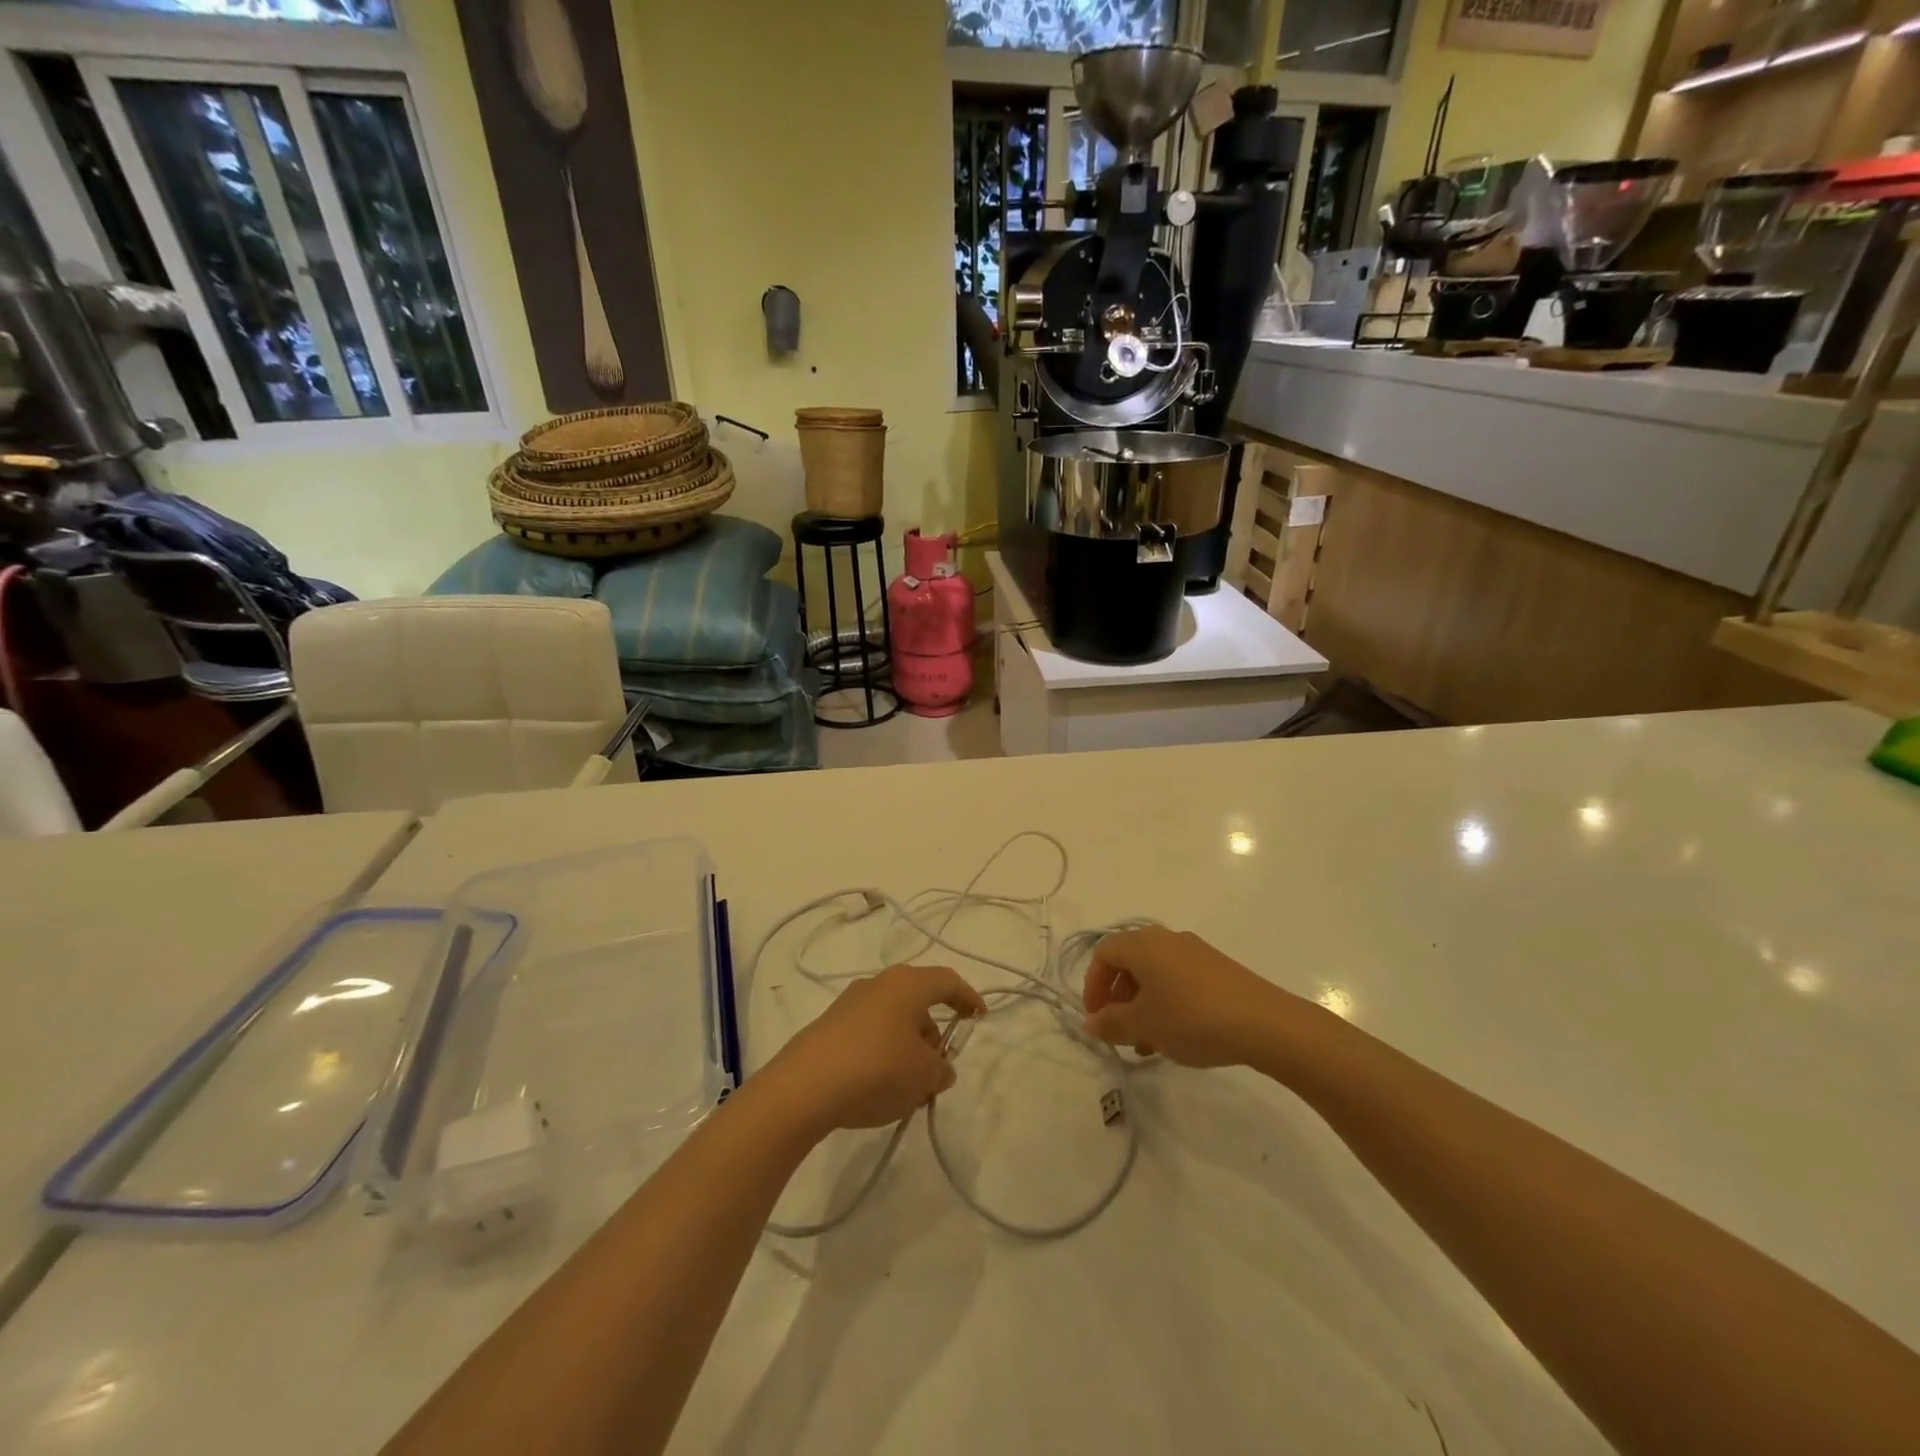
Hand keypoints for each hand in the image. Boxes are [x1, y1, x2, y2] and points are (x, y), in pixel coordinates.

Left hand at [763, 965, 986, 1134]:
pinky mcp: (829, 1027)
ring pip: (892, 1020)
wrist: (803, 1088)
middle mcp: (878, 984)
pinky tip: (880, 1088)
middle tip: (939, 1068)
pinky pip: (869, 1034)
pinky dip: (883, 1054)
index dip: (967, 997)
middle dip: (933, 1034)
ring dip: (908, 1048)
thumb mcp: (923, 1075)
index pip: (947, 981)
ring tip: (909, 1089)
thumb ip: (941, 1069)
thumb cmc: (876, 1069)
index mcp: (906, 984)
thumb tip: (939, 1067)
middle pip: (917, 1001)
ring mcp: (849, 1004)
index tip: (978, 1017)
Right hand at [1083, 927, 1289, 1067]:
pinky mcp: (1217, 968)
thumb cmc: (1191, 1018)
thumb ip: (1111, 1023)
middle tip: (1121, 1031)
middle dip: (1118, 997)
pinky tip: (1178, 1036)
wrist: (1265, 1023)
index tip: (1097, 1019)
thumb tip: (1091, 1023)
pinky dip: (1167, 1002)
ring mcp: (1195, 952)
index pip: (1103, 953)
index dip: (1093, 985)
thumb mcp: (1144, 1025)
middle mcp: (1166, 939)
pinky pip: (1179, 979)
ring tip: (1149, 1043)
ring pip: (1155, 974)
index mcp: (1143, 944)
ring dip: (1143, 1004)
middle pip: (1129, 962)